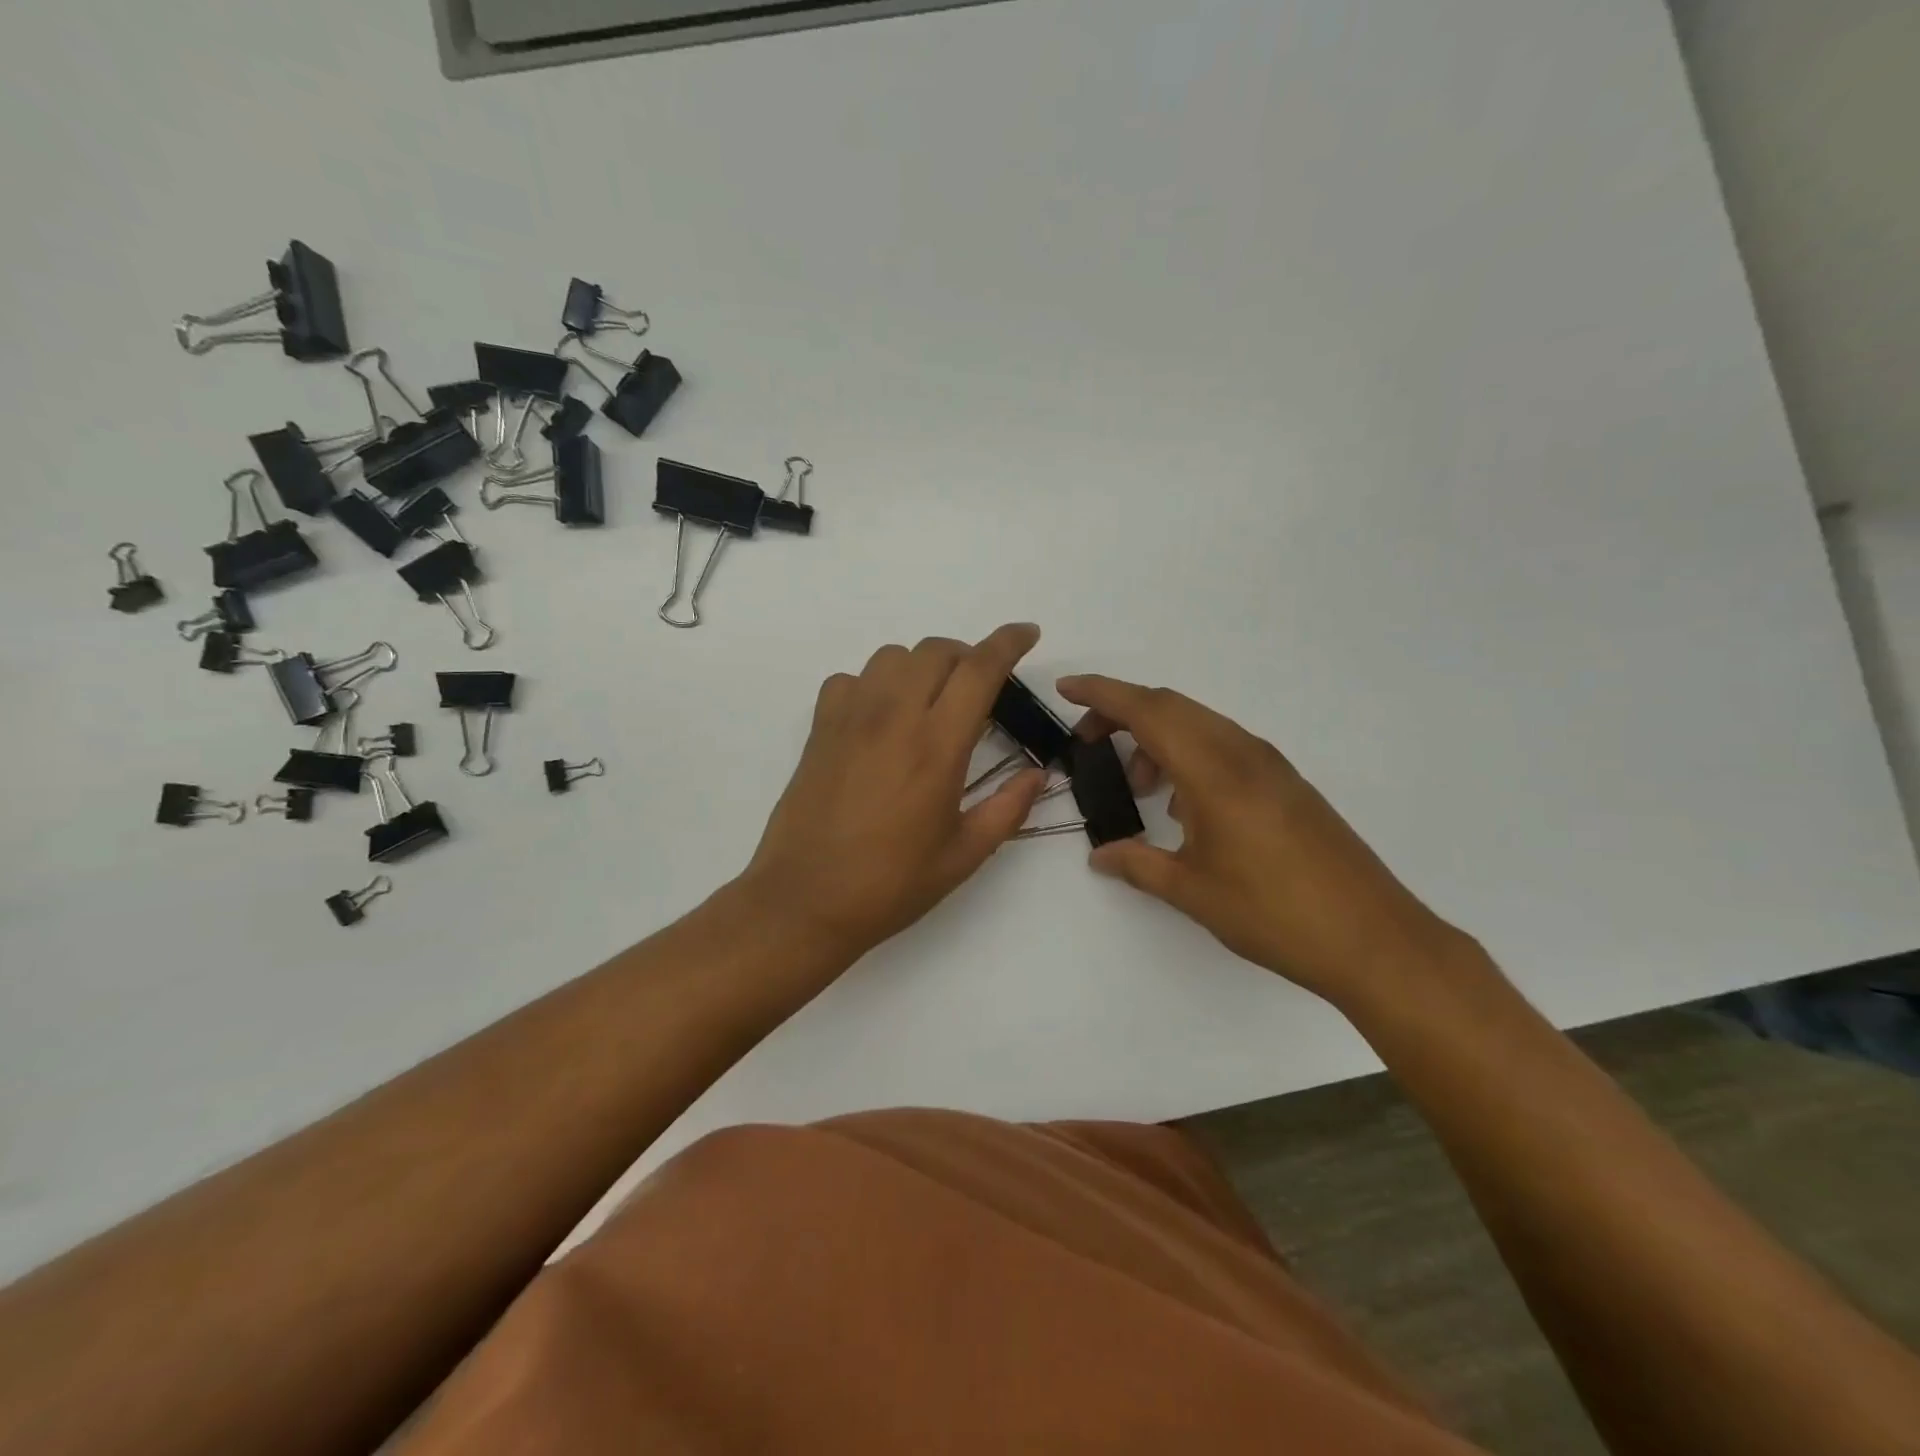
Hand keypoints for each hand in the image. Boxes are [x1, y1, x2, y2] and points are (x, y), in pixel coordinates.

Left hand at [741, 625, 1049, 962]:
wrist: (805, 901)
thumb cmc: (891, 884)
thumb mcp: (963, 855)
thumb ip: (1008, 809)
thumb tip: (1038, 775)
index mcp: (937, 746)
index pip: (979, 669)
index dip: (1008, 642)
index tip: (1027, 634)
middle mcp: (894, 717)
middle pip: (935, 650)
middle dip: (966, 656)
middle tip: (978, 687)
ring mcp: (850, 719)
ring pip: (891, 657)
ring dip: (920, 667)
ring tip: (929, 701)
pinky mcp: (819, 730)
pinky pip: (849, 680)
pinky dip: (873, 684)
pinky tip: (879, 718)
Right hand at [1058, 674, 1469, 1007]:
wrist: (1372, 938)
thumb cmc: (1273, 913)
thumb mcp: (1191, 891)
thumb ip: (1138, 864)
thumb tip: (1100, 855)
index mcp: (1214, 770)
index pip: (1148, 710)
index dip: (1101, 693)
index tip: (1065, 689)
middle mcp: (1243, 753)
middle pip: (1172, 707)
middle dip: (1122, 712)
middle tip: (1088, 741)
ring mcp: (1270, 766)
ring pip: (1200, 725)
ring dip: (1159, 738)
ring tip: (1138, 785)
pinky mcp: (1286, 784)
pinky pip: (1224, 747)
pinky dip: (1189, 755)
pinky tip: (1184, 806)